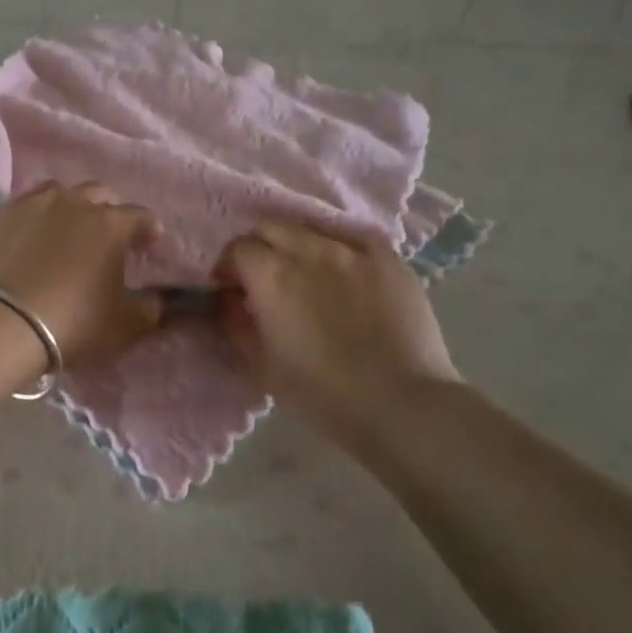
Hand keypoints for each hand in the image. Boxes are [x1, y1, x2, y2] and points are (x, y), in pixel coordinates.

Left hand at [0, 182, 163, 366]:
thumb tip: (157, 299)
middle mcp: (71, 203)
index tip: (150, 240)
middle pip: (97, 193)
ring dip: (65, 207)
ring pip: (54, 192)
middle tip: (105, 233)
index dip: (147, 228)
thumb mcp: (124, 327)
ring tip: (61, 231)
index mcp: (109, 225)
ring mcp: (28, 205)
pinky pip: (16, 211)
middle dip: (107, 209)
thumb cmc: (71, 324)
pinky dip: (25, 223)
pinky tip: (19, 243)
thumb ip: (149, 309)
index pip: (139, 216)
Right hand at [213, 219, 461, 436]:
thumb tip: (229, 300)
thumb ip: (237, 324)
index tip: (232, 287)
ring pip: (313, 229)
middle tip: (264, 277)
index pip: (238, 248)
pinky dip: (340, 249)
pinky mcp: (390, 259)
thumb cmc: (322, 394)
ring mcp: (353, 251)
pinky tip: (346, 272)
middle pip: (271, 227)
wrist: (401, 405)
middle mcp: (309, 250)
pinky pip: (355, 239)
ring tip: (306, 273)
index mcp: (271, 276)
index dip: (230, 267)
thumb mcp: (262, 366)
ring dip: (299, 245)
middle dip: (260, 247)